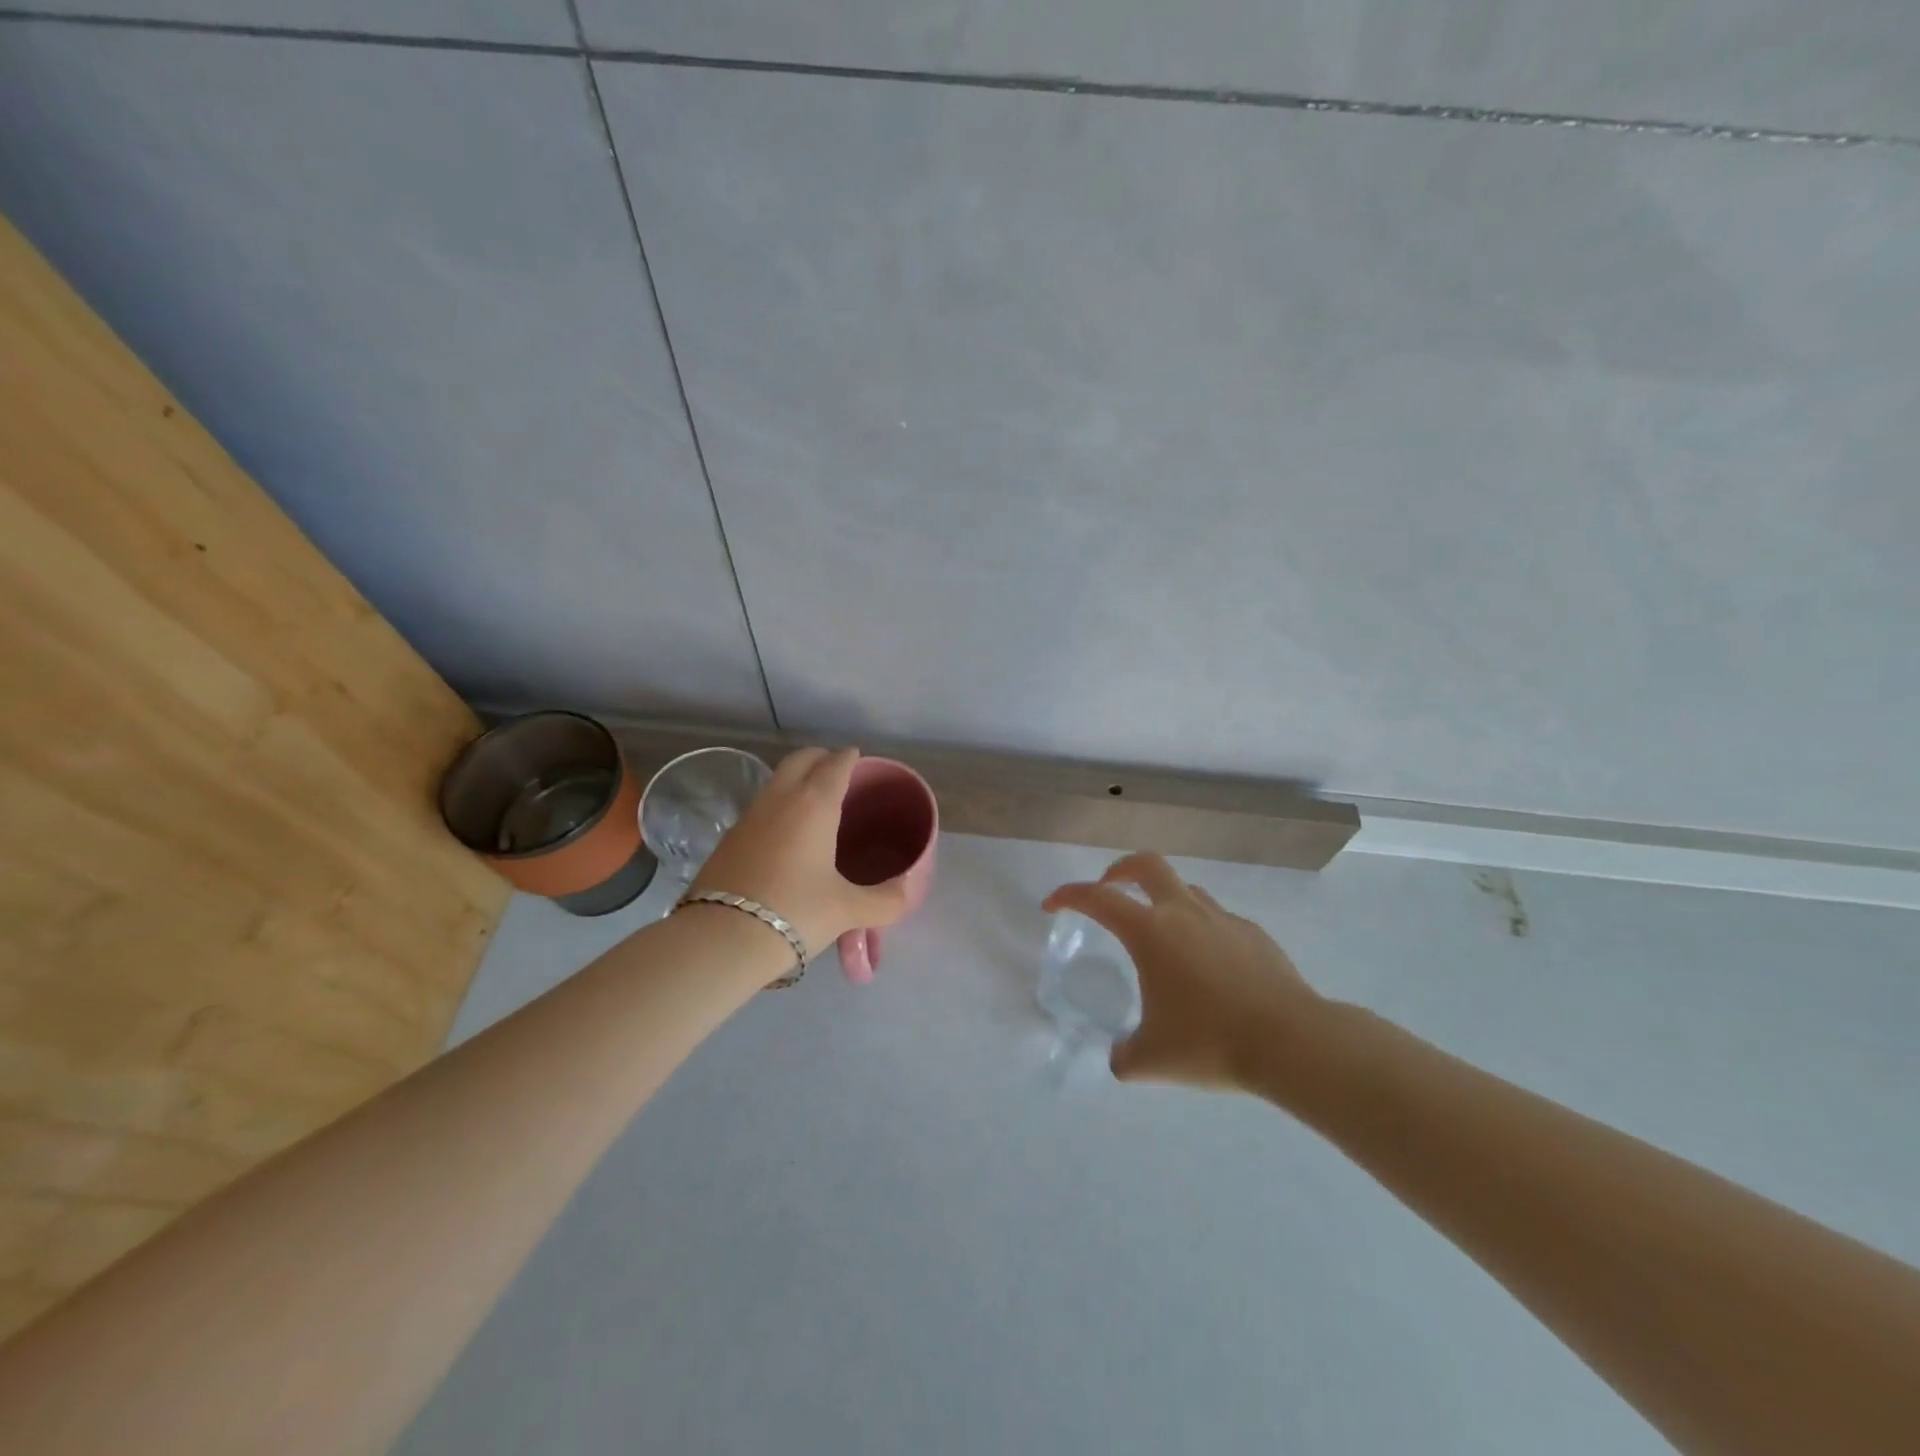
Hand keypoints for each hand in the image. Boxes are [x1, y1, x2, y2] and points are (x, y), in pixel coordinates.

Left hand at [692, 747, 912, 960]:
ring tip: (816, 804)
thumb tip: (908, 891)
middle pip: (801, 759)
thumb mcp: (848, 910)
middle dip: (822, 758)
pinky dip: (779, 806)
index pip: (836, 764)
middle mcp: (780, 799)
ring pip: (776, 781)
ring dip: (797, 780)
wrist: (720, 939)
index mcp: (814, 804)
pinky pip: (761, 807)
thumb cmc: (795, 912)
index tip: (862, 762)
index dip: (851, 759)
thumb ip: (886, 900)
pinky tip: (787, 835)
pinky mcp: (729, 839)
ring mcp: (749, 816)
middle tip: (840, 773)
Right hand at [1043, 852, 1324, 1090]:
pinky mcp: (1254, 934)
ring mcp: (1223, 919)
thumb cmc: (1211, 1043)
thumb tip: (1121, 1057)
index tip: (1052, 905)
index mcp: (1150, 932)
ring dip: (1163, 900)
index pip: (1097, 899)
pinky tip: (1208, 968)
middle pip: (1146, 865)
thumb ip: (1125, 1056)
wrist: (1293, 1042)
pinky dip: (1201, 930)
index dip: (1068, 896)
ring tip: (1160, 936)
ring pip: (1185, 890)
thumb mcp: (1152, 1060)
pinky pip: (1217, 919)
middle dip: (1119, 870)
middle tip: (1108, 889)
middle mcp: (1183, 913)